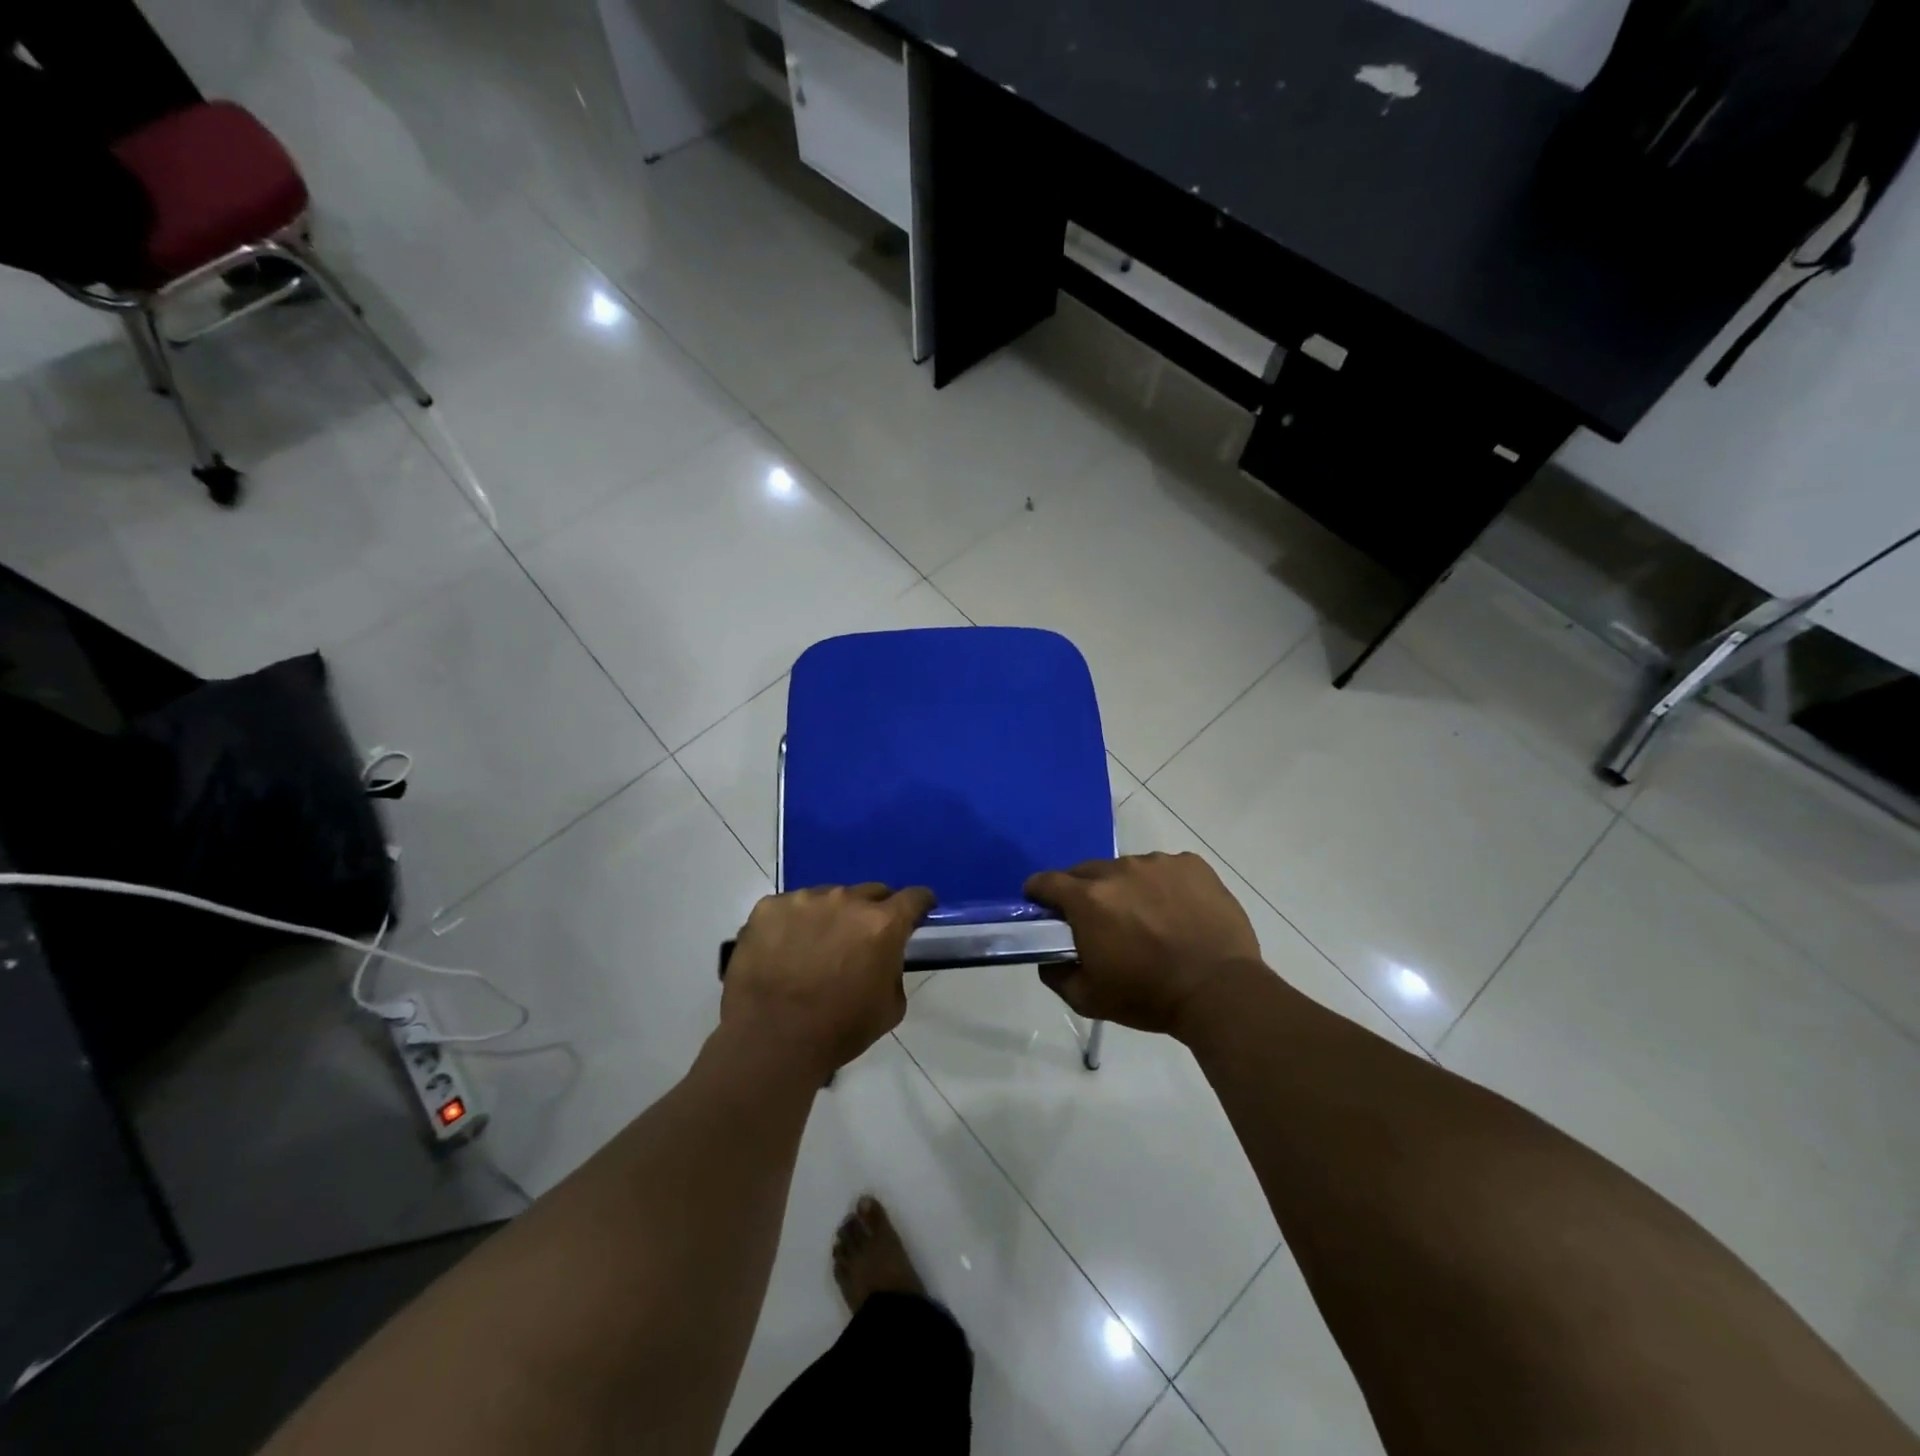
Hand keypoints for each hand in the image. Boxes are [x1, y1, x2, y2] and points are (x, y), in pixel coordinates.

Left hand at [721, 883, 933, 1078]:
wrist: (770, 1040)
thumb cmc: (838, 1030)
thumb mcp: (890, 1007)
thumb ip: (893, 968)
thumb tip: (884, 955)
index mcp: (882, 923)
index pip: (914, 897)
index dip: (919, 904)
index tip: (918, 912)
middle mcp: (846, 900)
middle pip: (871, 892)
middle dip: (874, 911)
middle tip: (862, 938)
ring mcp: (803, 899)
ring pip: (828, 898)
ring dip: (831, 916)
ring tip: (816, 947)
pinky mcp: (769, 907)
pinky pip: (790, 908)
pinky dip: (793, 923)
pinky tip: (783, 950)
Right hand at [1025, 853, 1265, 1037]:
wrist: (1220, 991)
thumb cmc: (1149, 996)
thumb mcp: (1089, 999)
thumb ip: (1055, 974)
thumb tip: (1048, 956)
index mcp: (1088, 899)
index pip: (1046, 881)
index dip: (1039, 893)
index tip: (1043, 907)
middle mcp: (1119, 870)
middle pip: (1087, 872)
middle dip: (1084, 892)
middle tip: (1100, 922)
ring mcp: (1159, 863)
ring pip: (1128, 869)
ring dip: (1127, 888)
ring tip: (1147, 919)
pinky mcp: (1192, 865)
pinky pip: (1165, 869)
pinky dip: (1163, 886)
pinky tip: (1178, 913)